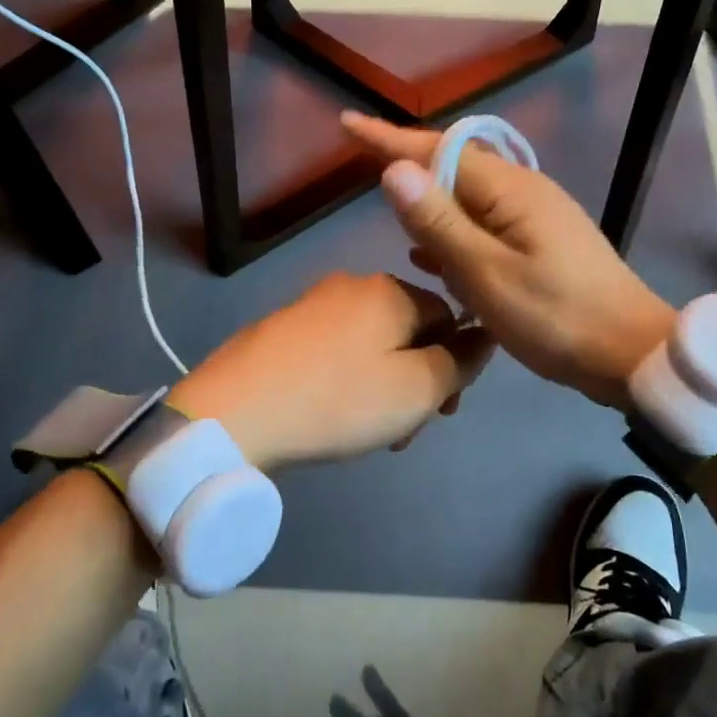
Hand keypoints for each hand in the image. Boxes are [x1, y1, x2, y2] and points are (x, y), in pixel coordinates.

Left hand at [167, 272, 492, 470]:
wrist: (233, 413)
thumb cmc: (337, 400)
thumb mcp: (416, 389)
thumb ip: (460, 362)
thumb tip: (484, 337)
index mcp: (391, 290)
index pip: (449, 316)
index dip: (455, 365)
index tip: (442, 412)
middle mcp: (353, 284)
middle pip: (409, 331)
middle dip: (417, 380)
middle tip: (403, 431)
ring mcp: (313, 303)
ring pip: (372, 344)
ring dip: (384, 386)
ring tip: (367, 433)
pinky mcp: (283, 327)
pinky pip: (336, 349)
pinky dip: (347, 379)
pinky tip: (331, 414)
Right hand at [343, 112, 675, 408]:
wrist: (631, 355)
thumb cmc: (557, 318)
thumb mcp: (487, 275)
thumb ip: (440, 223)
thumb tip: (394, 170)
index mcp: (510, 190)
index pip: (438, 150)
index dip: (389, 138)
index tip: (348, 123)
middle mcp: (523, 192)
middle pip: (453, 167)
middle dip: (409, 167)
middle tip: (362, 167)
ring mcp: (535, 218)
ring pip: (467, 200)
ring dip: (430, 206)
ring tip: (392, 217)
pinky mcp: (541, 244)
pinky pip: (484, 227)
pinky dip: (453, 235)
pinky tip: (431, 257)